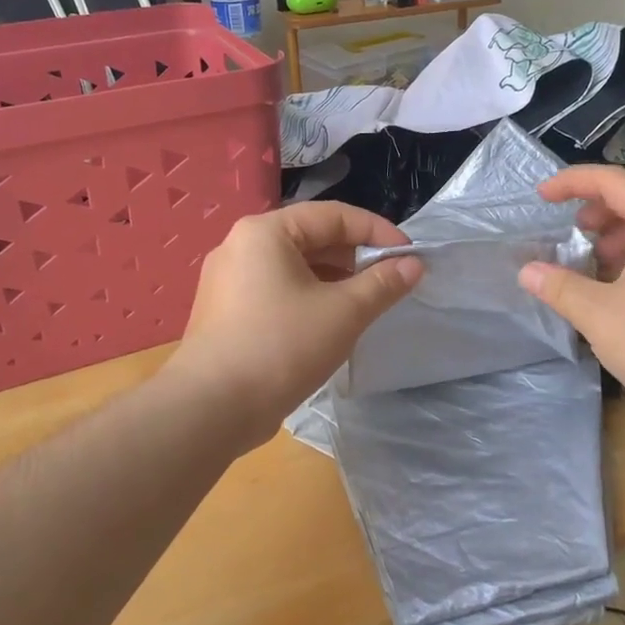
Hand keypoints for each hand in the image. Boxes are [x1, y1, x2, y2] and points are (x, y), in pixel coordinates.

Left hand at [163, 202, 423, 445]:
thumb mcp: (343, 313)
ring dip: (334, 280)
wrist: (210, 408)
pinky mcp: (225, 311)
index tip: (410, 257)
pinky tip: (329, 323)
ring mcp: (228, 280)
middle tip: (390, 280)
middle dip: (355, 257)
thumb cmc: (281, 347)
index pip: (333, 216)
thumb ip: (382, 284)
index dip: (377, 233)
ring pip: (294, 267)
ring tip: (366, 303)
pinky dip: (308, 297)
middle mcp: (241, 245)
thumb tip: (413, 265)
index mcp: (266, 232)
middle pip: (311, 238)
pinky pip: (276, 290)